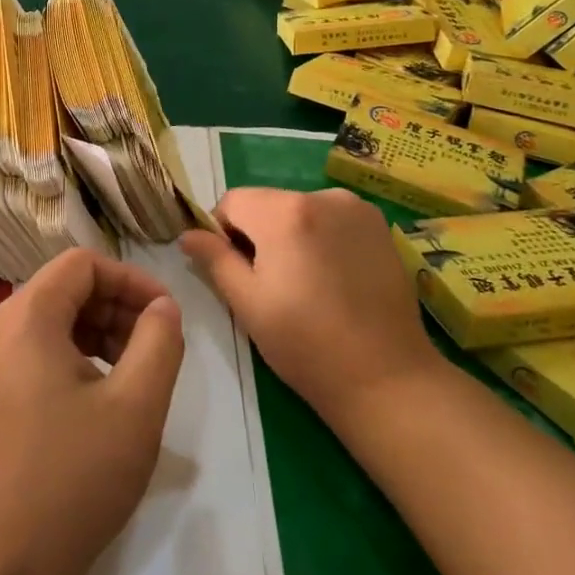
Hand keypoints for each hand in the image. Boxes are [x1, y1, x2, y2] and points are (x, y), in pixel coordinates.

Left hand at [0, 248, 184, 574]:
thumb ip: (159, 341)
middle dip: (116, 307)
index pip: (81, 264)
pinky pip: (34, 353)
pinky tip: (100, 399)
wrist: (3, 567)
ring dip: (98, 333)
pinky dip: (73, 358)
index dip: (130, 279)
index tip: (166, 315)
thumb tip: (163, 307)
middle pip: (64, 289)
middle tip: (155, 348)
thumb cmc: (74, 476)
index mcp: (26, 318)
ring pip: (51, 322)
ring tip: (134, 374)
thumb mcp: (136, 405)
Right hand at [180, 187, 437, 431]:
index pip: (232, 201)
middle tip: (268, 284)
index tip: (234, 270)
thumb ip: (214, 259)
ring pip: (300, 210)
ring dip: (290, 234)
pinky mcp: (380, 226)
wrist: (386, 377)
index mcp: (284, 212)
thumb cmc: (305, 344)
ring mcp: (356, 209)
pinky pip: (332, 218)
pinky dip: (321, 237)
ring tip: (304, 284)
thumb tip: (187, 234)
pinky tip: (332, 279)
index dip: (222, 232)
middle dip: (258, 233)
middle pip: (268, 203)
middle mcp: (321, 196)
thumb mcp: (247, 303)